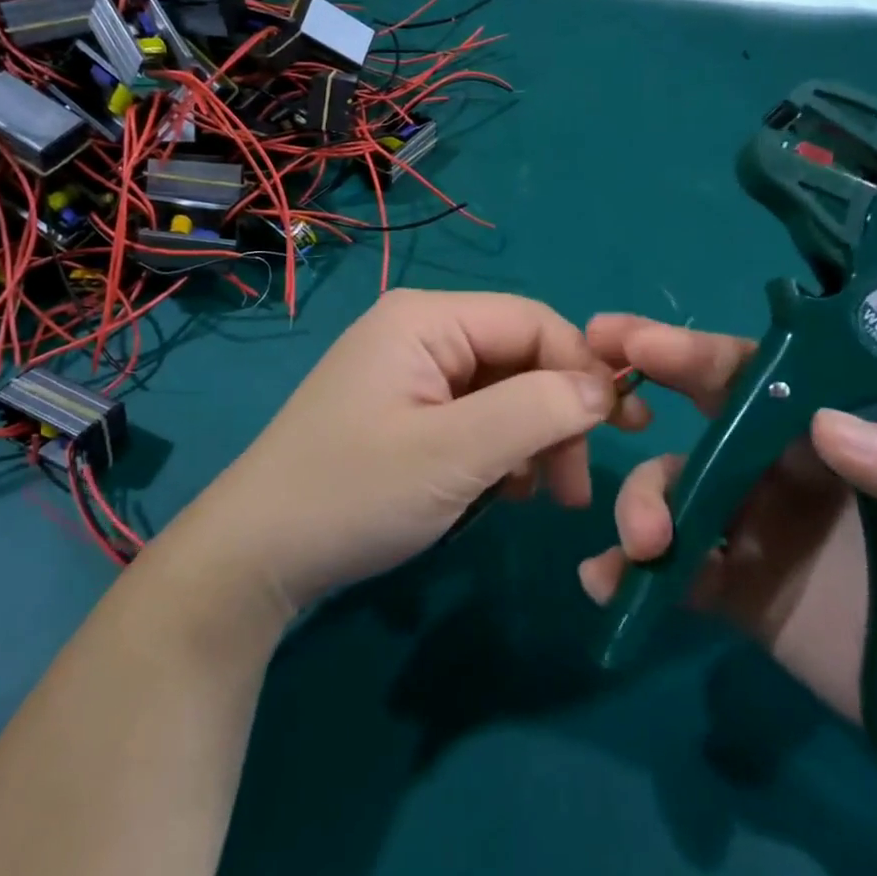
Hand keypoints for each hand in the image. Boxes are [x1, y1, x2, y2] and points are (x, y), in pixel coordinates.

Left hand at [197, 290, 622, 613]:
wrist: (256, 557)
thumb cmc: (354, 494)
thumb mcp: (455, 454)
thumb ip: (538, 411)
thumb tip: (605, 389)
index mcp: (428, 318)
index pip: (533, 321)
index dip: (582, 369)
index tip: (620, 432)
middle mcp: (421, 331)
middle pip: (520, 356)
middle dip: (558, 414)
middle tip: (576, 487)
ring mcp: (411, 372)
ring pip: (503, 390)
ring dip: (533, 439)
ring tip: (542, 495)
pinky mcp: (406, 410)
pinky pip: (475, 416)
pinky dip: (500, 451)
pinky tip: (501, 492)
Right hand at [579, 315, 876, 778]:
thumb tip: (822, 427)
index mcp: (835, 429)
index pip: (759, 374)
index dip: (697, 351)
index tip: (640, 341)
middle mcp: (780, 465)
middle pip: (699, 417)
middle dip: (640, 387)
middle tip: (590, 385)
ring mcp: (751, 527)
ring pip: (673, 492)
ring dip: (641, 505)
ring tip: (642, 546)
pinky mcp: (735, 590)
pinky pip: (673, 571)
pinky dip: (630, 573)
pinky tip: (605, 584)